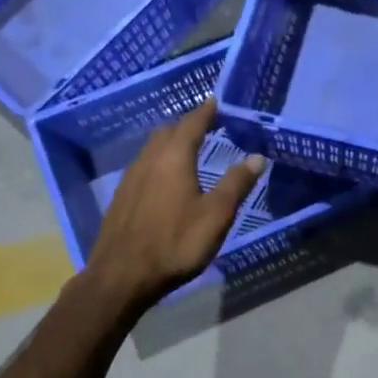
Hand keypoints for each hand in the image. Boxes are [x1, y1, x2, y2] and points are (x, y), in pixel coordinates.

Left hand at [84, 97, 268, 305]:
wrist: (121, 277)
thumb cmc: (175, 243)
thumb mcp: (216, 215)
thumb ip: (236, 184)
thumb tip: (256, 157)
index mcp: (174, 158)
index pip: (191, 124)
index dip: (205, 111)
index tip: (216, 101)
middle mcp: (149, 160)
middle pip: (167, 132)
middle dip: (187, 125)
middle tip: (207, 125)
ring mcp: (130, 179)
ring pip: (152, 148)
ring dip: (171, 142)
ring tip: (188, 148)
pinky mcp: (121, 198)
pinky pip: (143, 166)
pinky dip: (159, 161)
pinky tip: (166, 178)